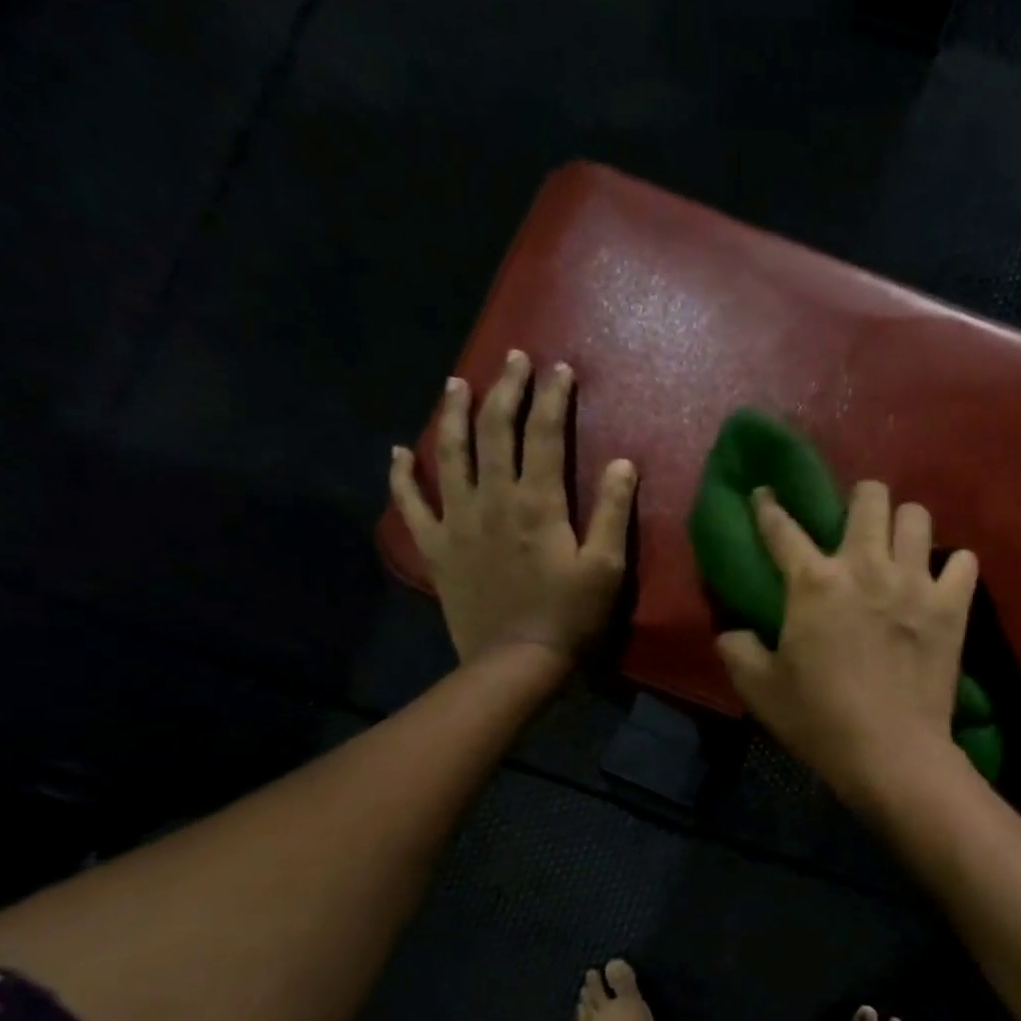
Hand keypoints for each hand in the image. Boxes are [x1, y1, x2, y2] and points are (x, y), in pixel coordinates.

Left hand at [391, 351, 635, 665]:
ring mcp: (457, 521)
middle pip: (496, 432)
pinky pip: (410, 504)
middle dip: (506, 390)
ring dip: (453, 416)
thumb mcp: (607, 568)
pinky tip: (397, 453)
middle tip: (513, 359)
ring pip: (449, 455)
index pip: (544, 435)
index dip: (552, 398)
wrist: (516, 661)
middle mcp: (492, 499)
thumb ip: (614, 513)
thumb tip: (623, 463)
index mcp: (537, 503)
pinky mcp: (436, 547)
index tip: (559, 368)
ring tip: (456, 385)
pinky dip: (401, 477)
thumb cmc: (570, 617)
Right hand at [717, 481, 978, 809]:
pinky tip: (941, 584)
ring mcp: (914, 582)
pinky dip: (952, 568)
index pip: (782, 528)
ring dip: (905, 528)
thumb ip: (737, 650)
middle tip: (856, 529)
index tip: (766, 495)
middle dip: (860, 501)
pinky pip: (964, 561)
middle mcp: (865, 567)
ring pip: (917, 517)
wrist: (890, 753)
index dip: (769, 506)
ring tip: (899, 552)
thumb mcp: (759, 690)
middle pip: (870, 496)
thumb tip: (733, 631)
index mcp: (813, 582)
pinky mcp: (952, 607)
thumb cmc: (819, 721)